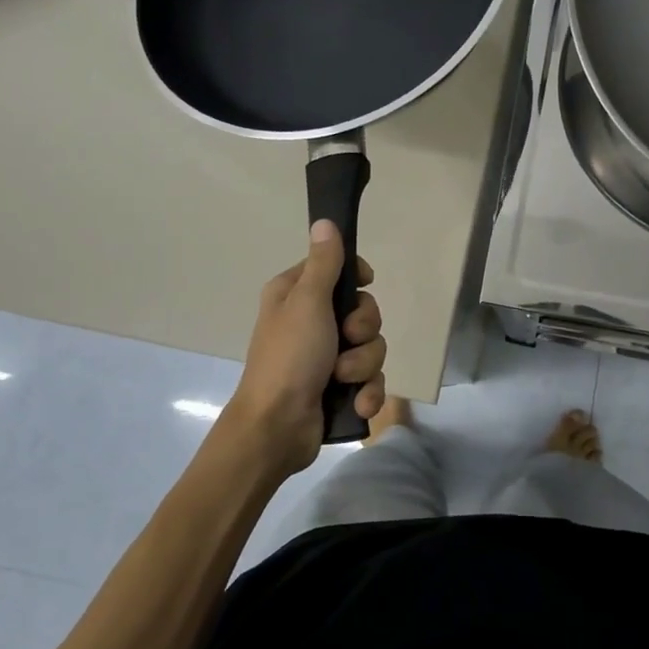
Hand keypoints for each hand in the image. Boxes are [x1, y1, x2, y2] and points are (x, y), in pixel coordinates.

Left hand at [226, 219, 387, 474]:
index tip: (365, 283)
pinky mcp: (338, 388)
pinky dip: (366, 392)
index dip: (356, 278)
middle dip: (363, 330)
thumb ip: (323, 263)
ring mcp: (326, 357)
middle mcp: (311, 322)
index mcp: (296, 295)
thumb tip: (325, 221)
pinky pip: (370, 380)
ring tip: (342, 380)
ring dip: (362, 365)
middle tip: (346, 340)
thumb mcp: (307, 302)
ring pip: (371, 347)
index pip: (338, 269)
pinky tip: (357, 403)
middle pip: (363, 311)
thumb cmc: (289, 357)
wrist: (277, 427)